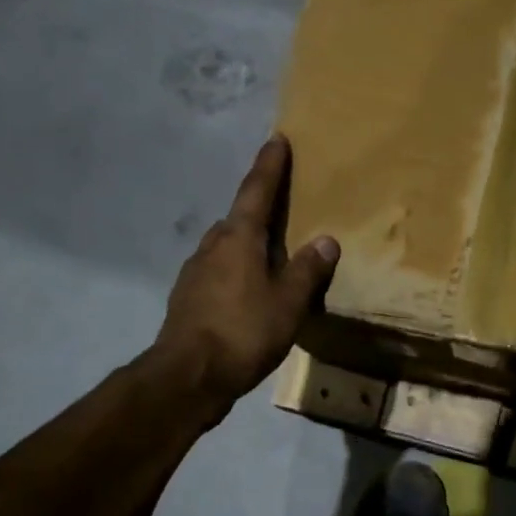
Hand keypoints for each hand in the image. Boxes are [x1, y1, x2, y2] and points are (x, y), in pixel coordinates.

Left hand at [150, 137, 339, 419]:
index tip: (276, 139)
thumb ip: (308, 270)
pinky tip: (249, 291)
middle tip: (283, 207)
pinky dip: (237, 271)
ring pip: (227, 246)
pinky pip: (220, 271)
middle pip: (239, 218)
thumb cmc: (244, 331)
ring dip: (248, 243)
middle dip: (259, 208)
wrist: (188, 376)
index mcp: (238, 239)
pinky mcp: (189, 298)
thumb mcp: (288, 302)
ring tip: (272, 255)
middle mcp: (213, 246)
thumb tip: (326, 240)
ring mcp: (195, 272)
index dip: (269, 166)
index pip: (257, 192)